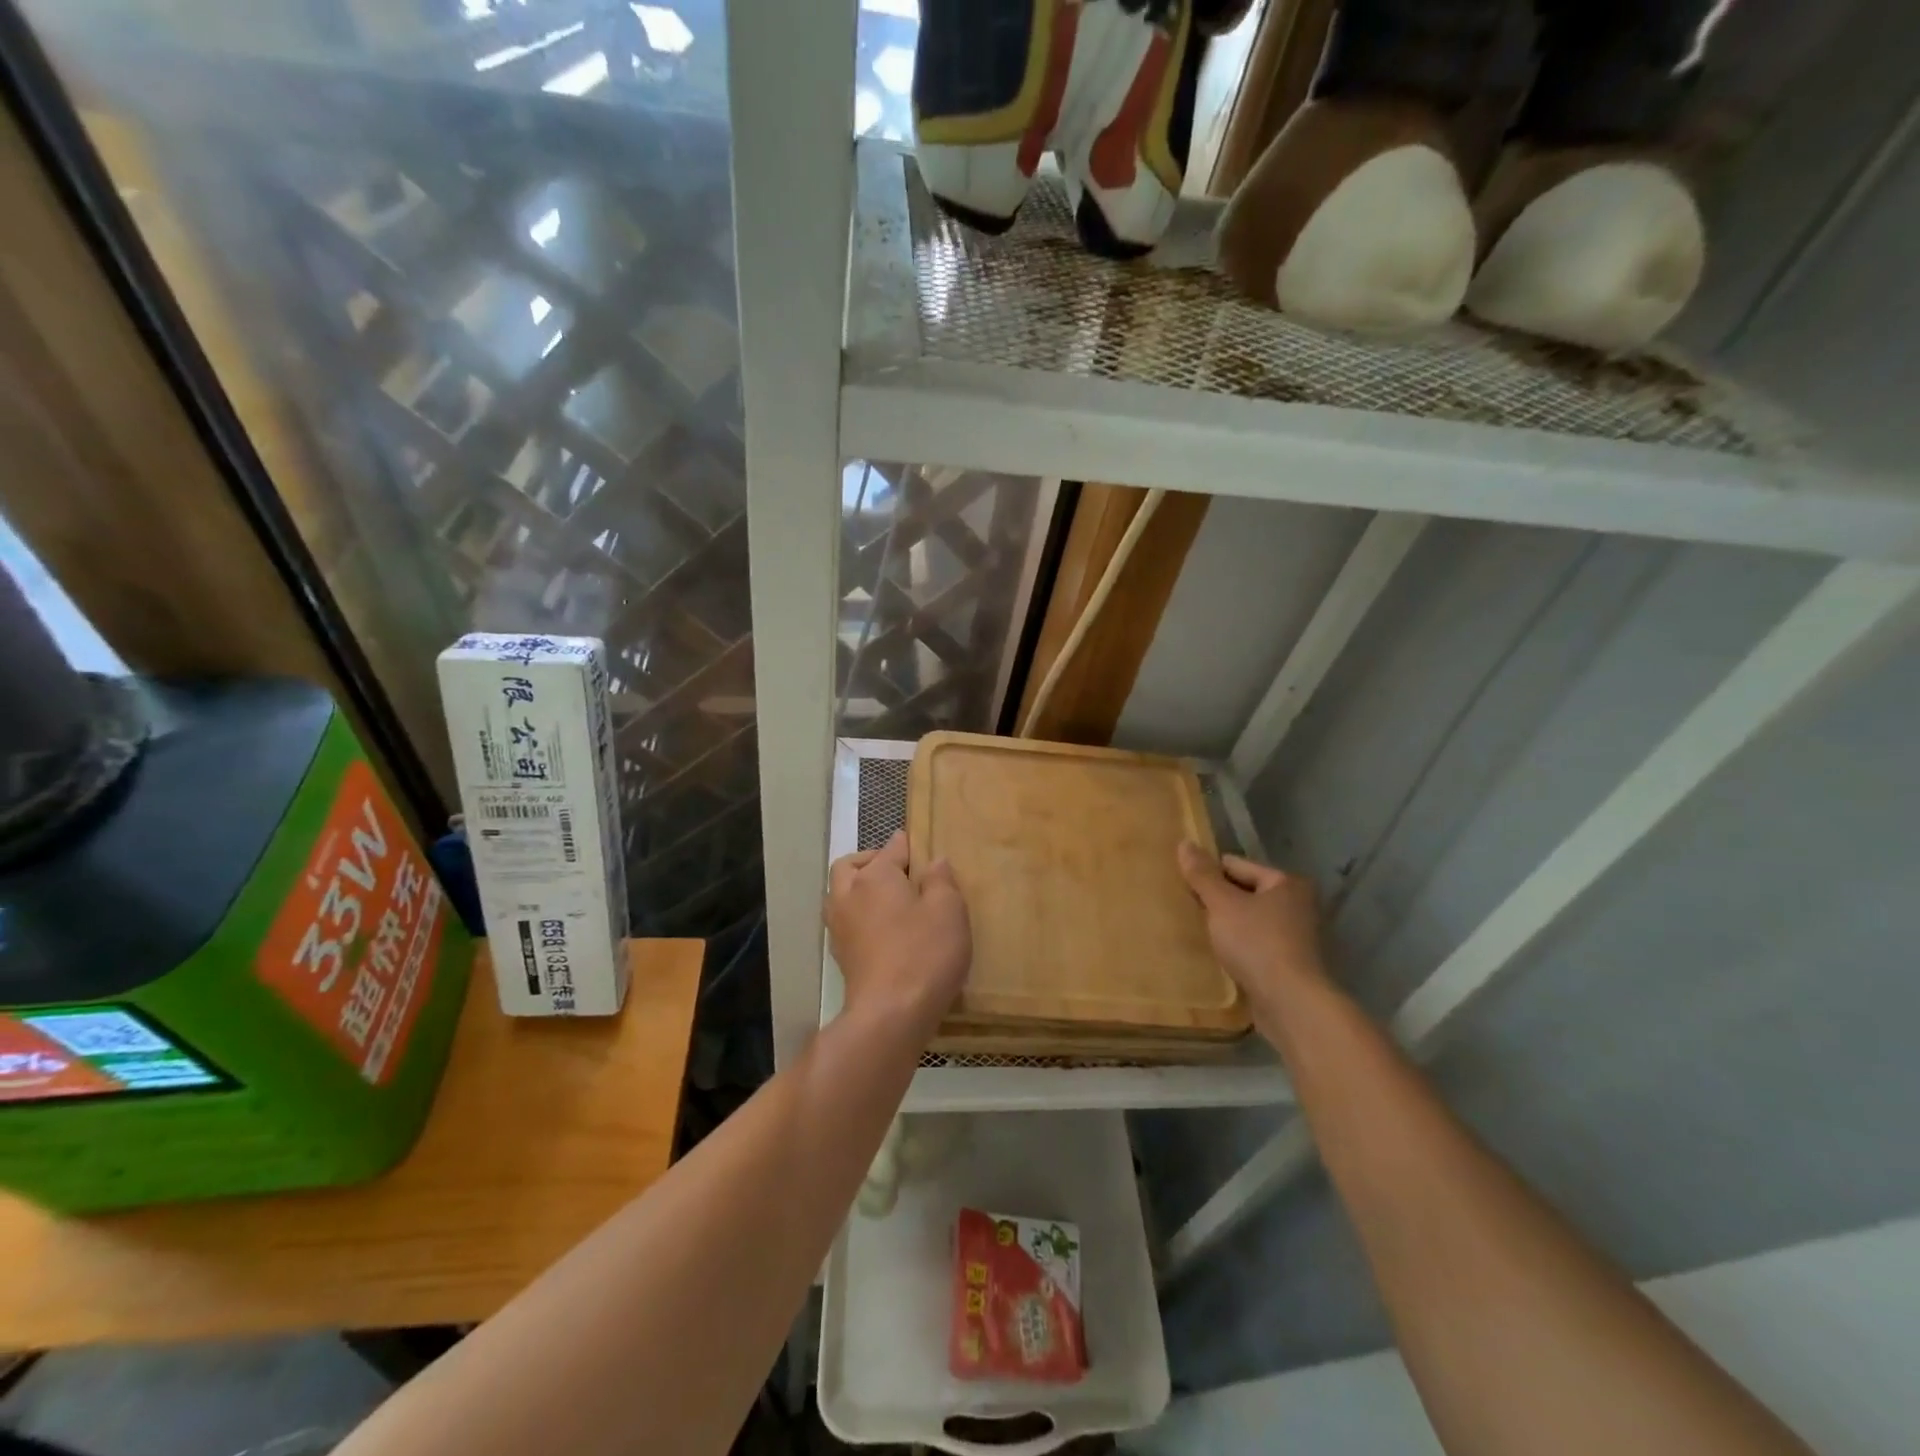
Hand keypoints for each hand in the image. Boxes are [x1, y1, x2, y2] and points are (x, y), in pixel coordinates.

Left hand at [827, 831, 970, 1041]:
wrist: (889, 1014)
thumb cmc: (924, 953)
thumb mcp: (948, 910)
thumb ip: (941, 881)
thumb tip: (935, 861)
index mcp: (875, 877)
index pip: (891, 849)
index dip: (906, 845)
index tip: (918, 846)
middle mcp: (849, 895)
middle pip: (850, 866)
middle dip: (870, 861)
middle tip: (897, 871)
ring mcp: (839, 927)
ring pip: (840, 894)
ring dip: (858, 889)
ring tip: (887, 900)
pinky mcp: (840, 955)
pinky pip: (844, 921)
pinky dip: (858, 915)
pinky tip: (880, 929)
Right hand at [1177, 843, 1327, 1012]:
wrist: (1290, 1003)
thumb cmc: (1257, 943)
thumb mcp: (1222, 904)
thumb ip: (1202, 875)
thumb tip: (1185, 842)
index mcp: (1286, 882)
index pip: (1236, 865)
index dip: (1208, 874)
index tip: (1183, 886)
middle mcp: (1296, 904)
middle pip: (1244, 892)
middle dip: (1217, 900)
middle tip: (1187, 908)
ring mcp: (1295, 936)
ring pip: (1248, 920)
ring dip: (1226, 925)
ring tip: (1197, 930)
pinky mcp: (1288, 964)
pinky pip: (1253, 944)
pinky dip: (1237, 946)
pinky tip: (1217, 953)